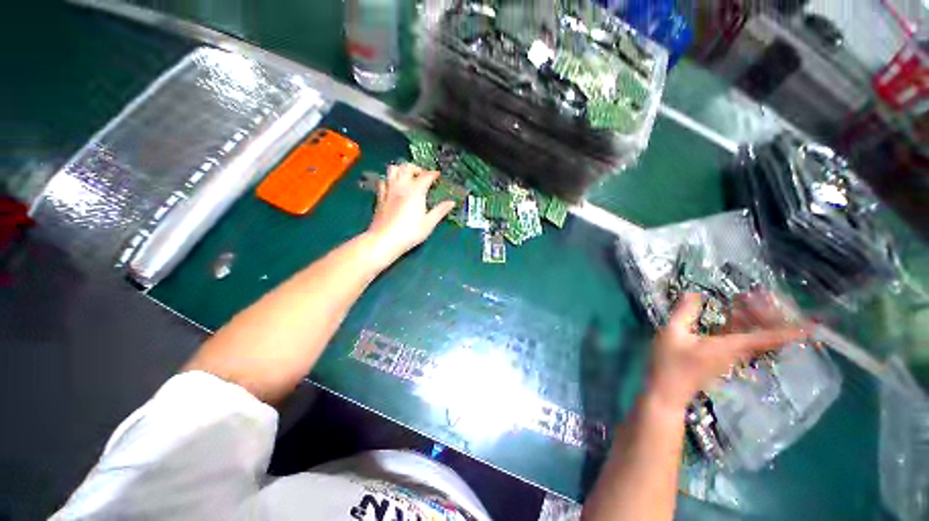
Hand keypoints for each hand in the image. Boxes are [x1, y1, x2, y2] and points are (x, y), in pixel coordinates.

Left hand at [365, 163, 455, 263]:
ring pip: (393, 169)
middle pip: (407, 167)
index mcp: (415, 191)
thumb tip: (451, 202)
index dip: (433, 174)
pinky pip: (383, 181)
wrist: (384, 240)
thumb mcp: (429, 223)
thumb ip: (440, 211)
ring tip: (408, 177)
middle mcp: (401, 186)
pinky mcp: (380, 197)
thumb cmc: (410, 233)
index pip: (426, 176)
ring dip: (401, 169)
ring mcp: (389, 190)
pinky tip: (394, 187)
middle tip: (423, 176)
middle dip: (417, 168)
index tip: (438, 175)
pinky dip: (390, 179)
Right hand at [646, 293, 805, 410]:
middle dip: (766, 313)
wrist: (667, 392)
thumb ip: (684, 313)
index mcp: (728, 346)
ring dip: (753, 318)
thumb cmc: (670, 363)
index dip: (791, 331)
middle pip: (762, 334)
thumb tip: (695, 293)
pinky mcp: (721, 360)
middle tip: (762, 294)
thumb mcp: (672, 334)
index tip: (815, 326)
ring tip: (746, 298)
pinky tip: (731, 316)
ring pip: (752, 336)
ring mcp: (729, 358)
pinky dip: (741, 325)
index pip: (766, 338)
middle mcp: (736, 353)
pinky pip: (741, 340)